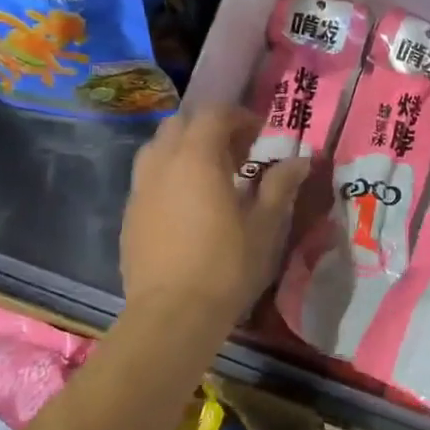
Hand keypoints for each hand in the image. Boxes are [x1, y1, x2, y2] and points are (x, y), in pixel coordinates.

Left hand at [120, 106, 310, 335]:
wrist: (171, 316)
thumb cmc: (225, 265)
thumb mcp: (264, 225)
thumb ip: (279, 185)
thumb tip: (300, 160)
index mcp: (197, 156)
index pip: (215, 114)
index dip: (240, 117)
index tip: (260, 135)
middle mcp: (163, 162)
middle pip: (181, 123)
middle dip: (209, 128)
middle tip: (236, 153)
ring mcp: (140, 188)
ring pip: (158, 147)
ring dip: (184, 148)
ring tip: (208, 176)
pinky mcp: (129, 214)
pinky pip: (148, 177)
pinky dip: (168, 175)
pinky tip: (186, 205)